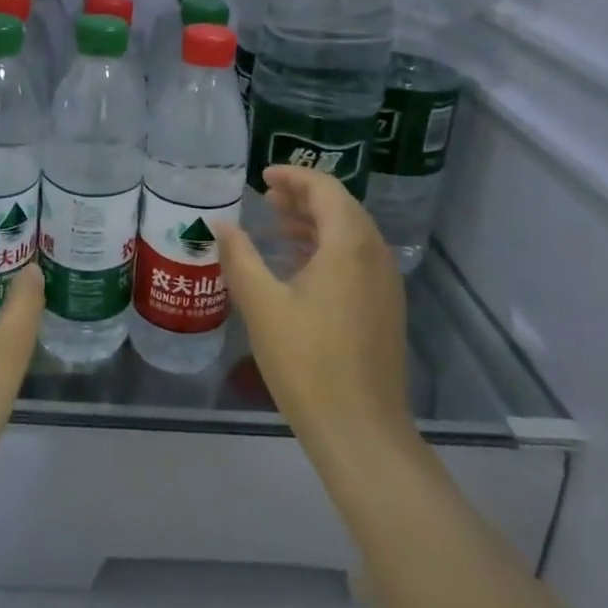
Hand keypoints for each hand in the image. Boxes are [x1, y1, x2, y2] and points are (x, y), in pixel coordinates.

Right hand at [214, 166, 417, 471]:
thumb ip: (239, 256)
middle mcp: (375, 255)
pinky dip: (327, 248)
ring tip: (275, 225)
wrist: (361, 431)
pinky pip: (356, 259)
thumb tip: (221, 224)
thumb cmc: (307, 362)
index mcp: (349, 245)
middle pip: (341, 207)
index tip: (262, 177)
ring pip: (350, 234)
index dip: (294, 176)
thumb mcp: (261, 305)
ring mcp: (385, 283)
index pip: (325, 189)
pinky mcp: (385, 308)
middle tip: (265, 196)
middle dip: (303, 196)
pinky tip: (297, 265)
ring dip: (314, 222)